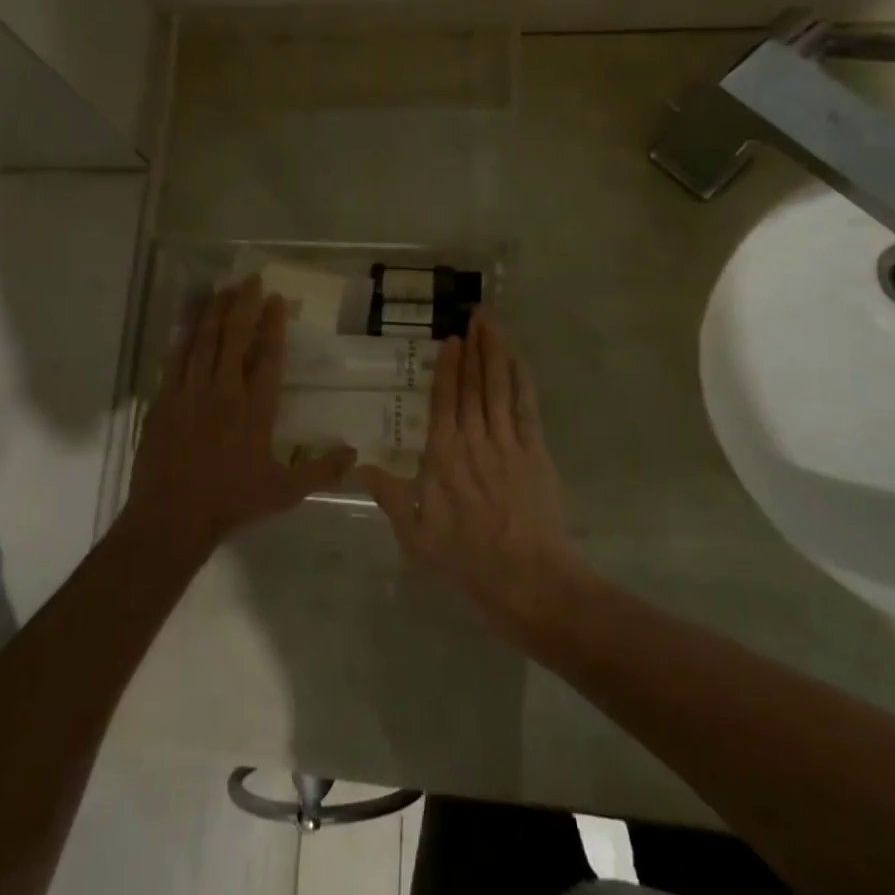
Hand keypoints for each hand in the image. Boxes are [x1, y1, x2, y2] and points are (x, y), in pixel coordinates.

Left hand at [125, 276, 355, 558]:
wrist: (171, 519)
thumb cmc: (231, 504)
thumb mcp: (284, 492)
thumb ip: (321, 470)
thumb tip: (355, 452)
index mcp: (254, 411)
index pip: (267, 358)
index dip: (273, 325)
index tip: (277, 299)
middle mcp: (223, 394)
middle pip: (234, 339)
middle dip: (243, 305)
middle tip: (250, 278)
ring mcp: (190, 395)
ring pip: (203, 342)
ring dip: (214, 312)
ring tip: (223, 288)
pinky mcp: (163, 402)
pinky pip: (175, 359)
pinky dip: (184, 335)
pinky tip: (189, 320)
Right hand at [362, 312, 579, 634]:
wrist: (527, 579)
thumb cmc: (466, 559)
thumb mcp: (415, 534)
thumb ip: (389, 496)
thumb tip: (359, 467)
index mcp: (443, 455)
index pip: (444, 399)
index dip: (448, 367)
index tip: (450, 339)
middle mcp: (474, 439)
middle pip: (473, 384)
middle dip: (475, 347)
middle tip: (475, 315)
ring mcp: (508, 442)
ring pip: (499, 386)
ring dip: (496, 352)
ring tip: (494, 324)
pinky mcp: (535, 452)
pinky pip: (526, 406)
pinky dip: (522, 379)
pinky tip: (519, 360)